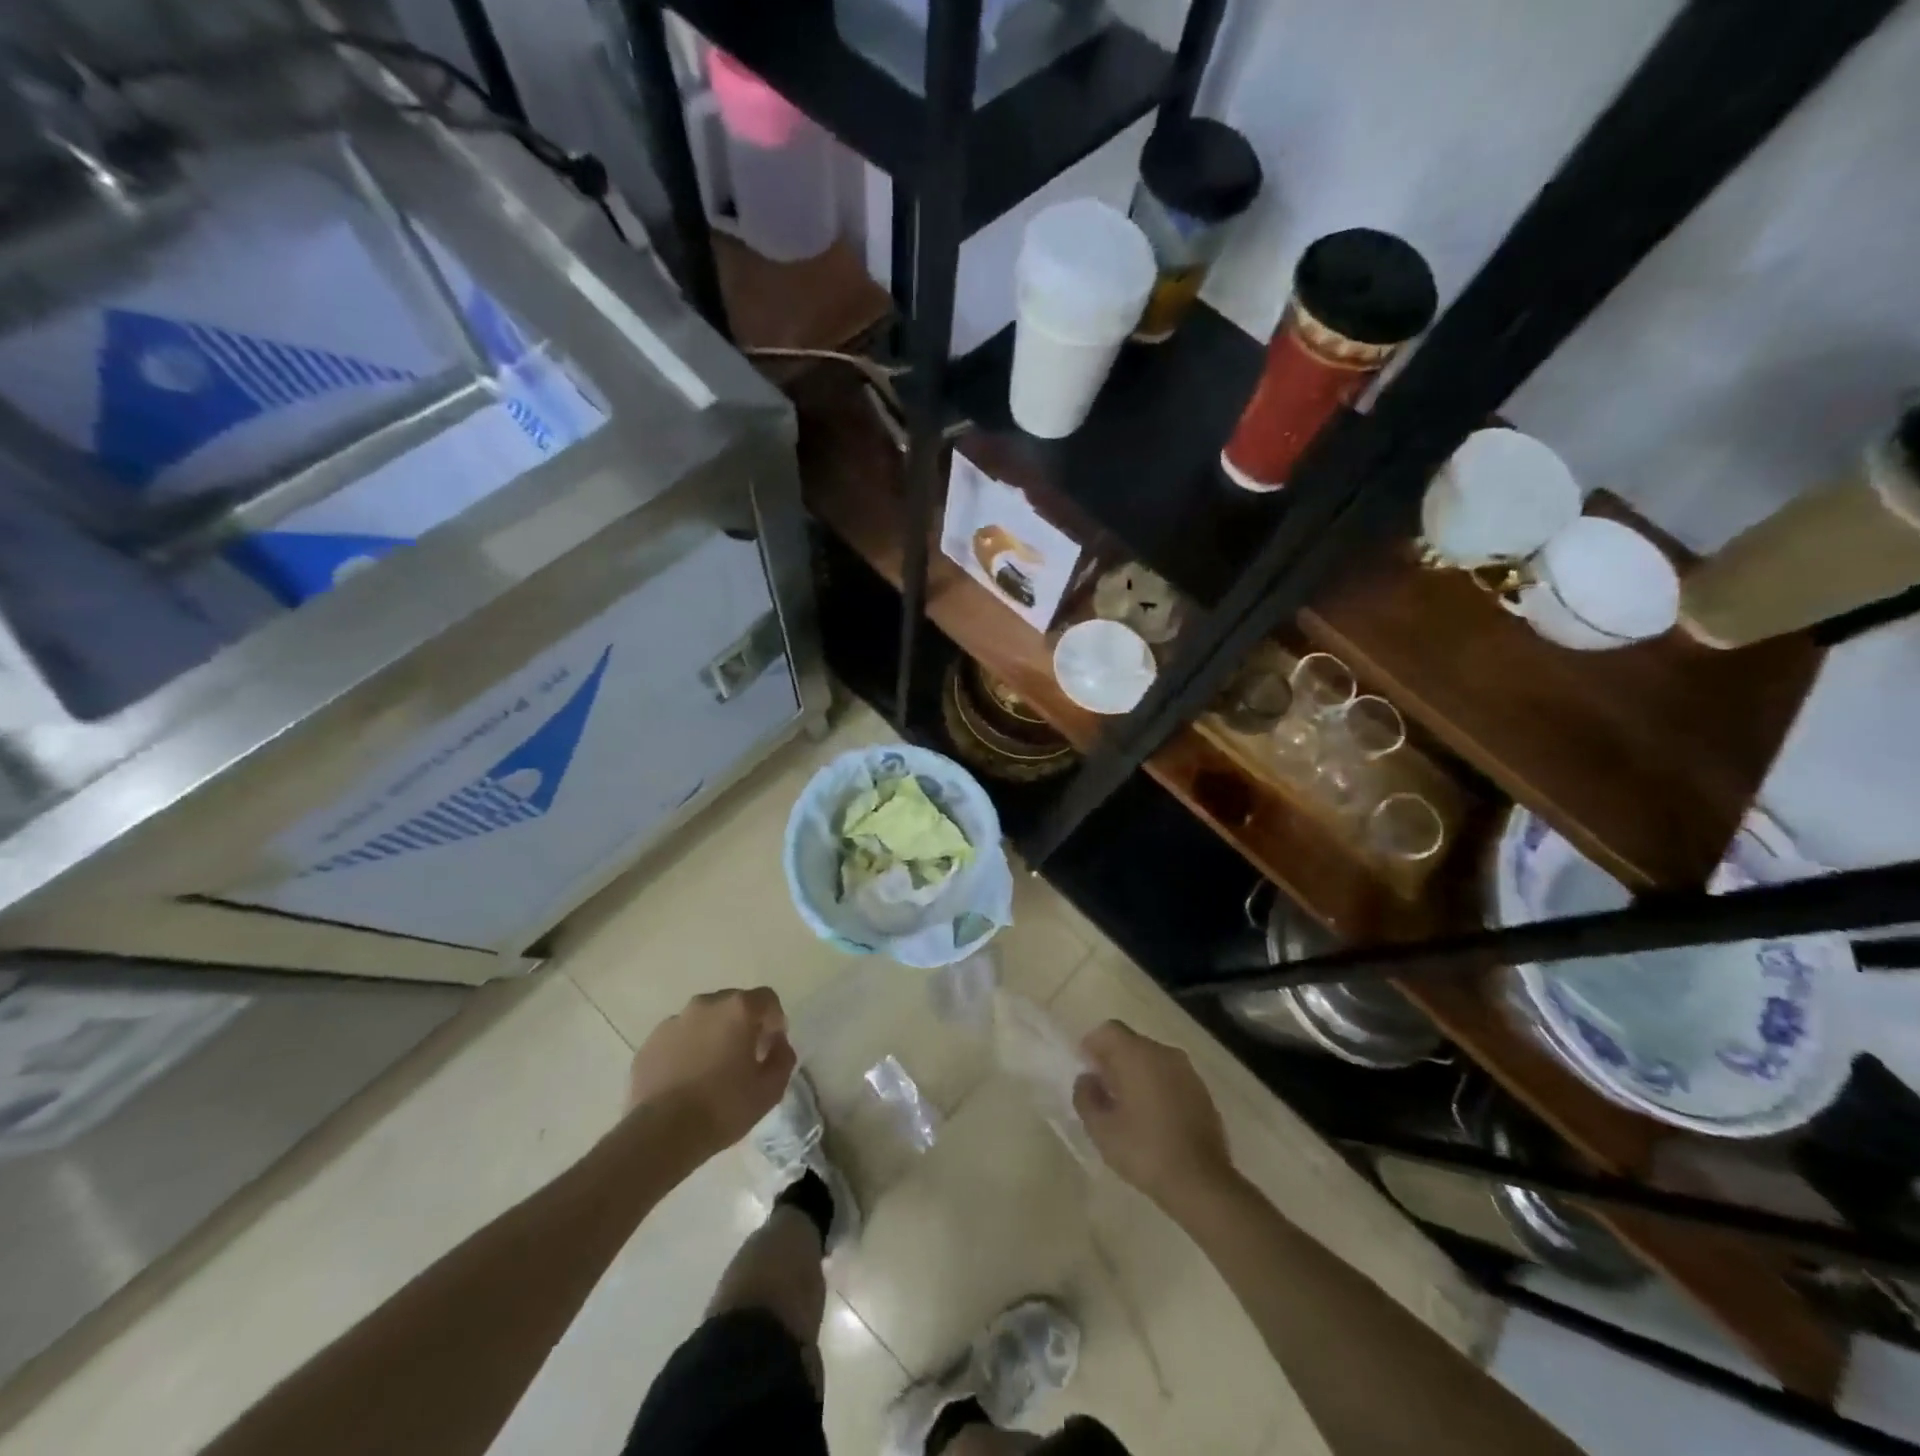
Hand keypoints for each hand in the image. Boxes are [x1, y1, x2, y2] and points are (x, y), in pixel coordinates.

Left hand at [627, 988, 795, 1159]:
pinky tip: (687, 1080)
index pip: (767, 999)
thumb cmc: (724, 1107)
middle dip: (743, 1025)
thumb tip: (778, 1044)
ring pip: (703, 1020)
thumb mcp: (771, 1089)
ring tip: (711, 1071)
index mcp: (738, 1009)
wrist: (662, 1134)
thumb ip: (783, 1057)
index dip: (774, 1021)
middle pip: (733, 1004)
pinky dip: (686, 1050)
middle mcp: (705, 1005)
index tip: (771, 1047)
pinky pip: (678, 1038)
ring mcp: (673, 1022)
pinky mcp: (649, 1043)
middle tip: (744, 1057)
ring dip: (713, 1035)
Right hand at [1073, 1020, 1234, 1214]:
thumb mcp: (1101, 1129)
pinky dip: (1158, 1088)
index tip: (1087, 1071)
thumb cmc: (1145, 1151)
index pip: (1109, 1030)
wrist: (1202, 1183)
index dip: (1093, 1046)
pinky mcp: (1203, 1092)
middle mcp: (1164, 1053)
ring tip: (1128, 1108)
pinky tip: (1154, 1120)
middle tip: (1104, 1093)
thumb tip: (1087, 1080)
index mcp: (1137, 1055)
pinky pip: (1171, 1078)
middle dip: (1114, 1061)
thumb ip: (1086, 1097)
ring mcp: (1188, 1072)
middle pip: (1131, 1043)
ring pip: (1153, 1060)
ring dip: (1137, 1074)